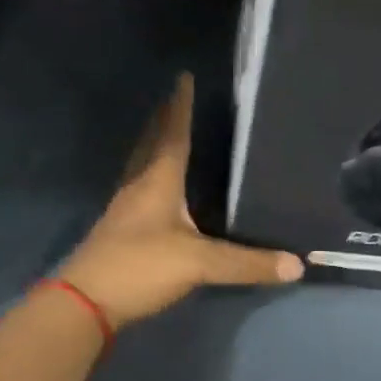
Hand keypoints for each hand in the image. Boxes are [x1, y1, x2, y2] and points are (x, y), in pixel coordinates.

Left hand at [60, 74, 302, 329]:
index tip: (183, 77)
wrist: (84, 303)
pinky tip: (157, 189)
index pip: (173, 135)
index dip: (180, 107)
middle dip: (164, 120)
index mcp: (157, 182)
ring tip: (166, 134)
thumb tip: (296, 264)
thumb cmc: (140, 267)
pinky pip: (137, 190)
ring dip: (153, 145)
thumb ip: (246, 263)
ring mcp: (124, 209)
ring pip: (140, 166)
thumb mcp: (198, 264)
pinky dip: (149, 177)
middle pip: (151, 144)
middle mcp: (138, 187)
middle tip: (174, 99)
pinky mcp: (118, 231)